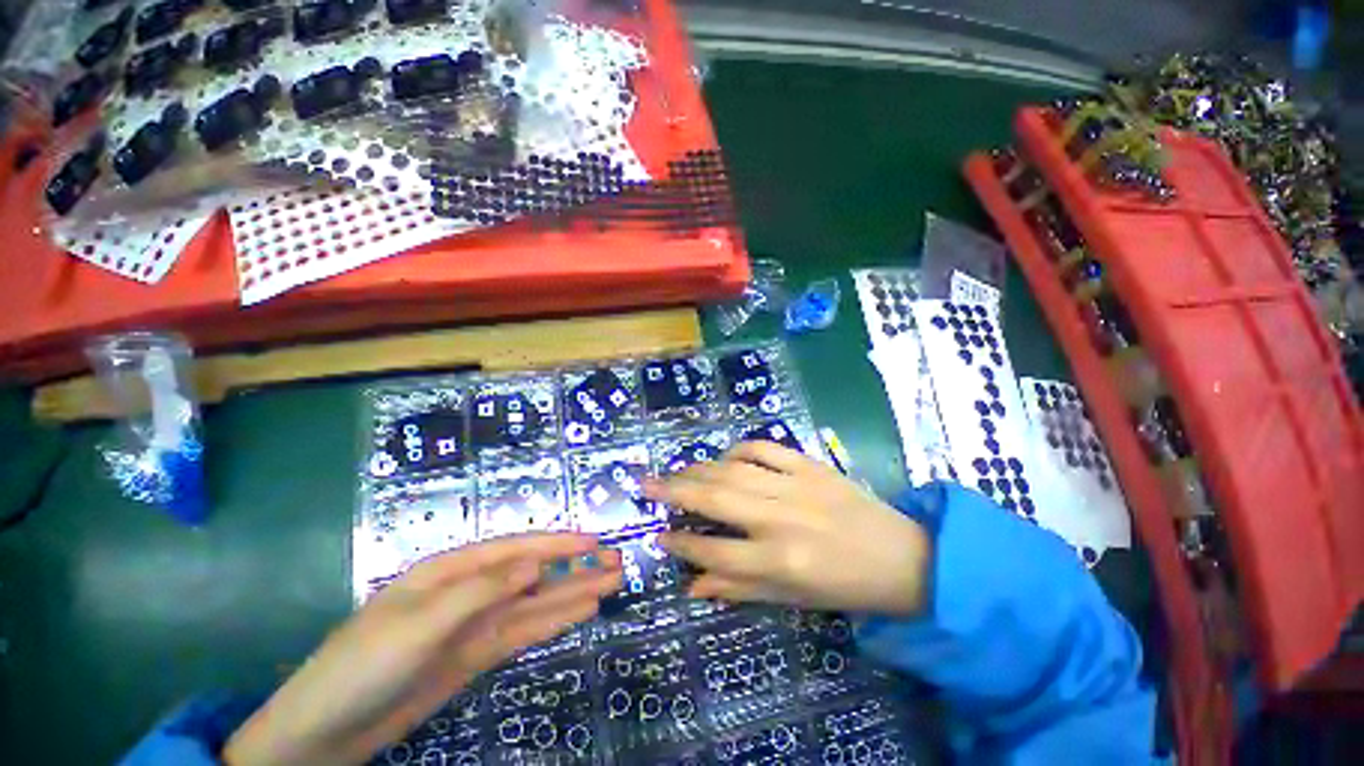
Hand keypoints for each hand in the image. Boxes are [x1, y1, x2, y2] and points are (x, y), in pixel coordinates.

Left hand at [223, 533, 621, 765]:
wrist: (325, 733)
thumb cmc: (363, 665)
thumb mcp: (420, 624)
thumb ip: (481, 591)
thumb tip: (534, 563)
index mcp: (452, 572)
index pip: (516, 549)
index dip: (557, 544)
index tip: (594, 541)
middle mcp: (470, 591)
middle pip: (533, 574)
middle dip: (574, 567)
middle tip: (616, 563)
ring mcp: (476, 625)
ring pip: (535, 603)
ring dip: (572, 593)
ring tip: (610, 584)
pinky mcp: (476, 655)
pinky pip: (523, 633)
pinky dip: (553, 623)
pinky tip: (580, 614)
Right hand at [645, 441, 929, 615]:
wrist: (902, 557)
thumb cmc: (844, 587)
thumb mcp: (792, 599)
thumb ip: (738, 588)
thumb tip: (691, 585)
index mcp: (779, 561)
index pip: (713, 552)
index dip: (680, 546)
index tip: (659, 537)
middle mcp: (781, 520)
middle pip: (714, 500)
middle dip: (673, 492)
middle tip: (646, 484)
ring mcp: (795, 486)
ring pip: (732, 471)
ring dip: (698, 469)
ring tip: (676, 473)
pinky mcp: (809, 464)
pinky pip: (763, 447)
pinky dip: (737, 450)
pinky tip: (724, 459)